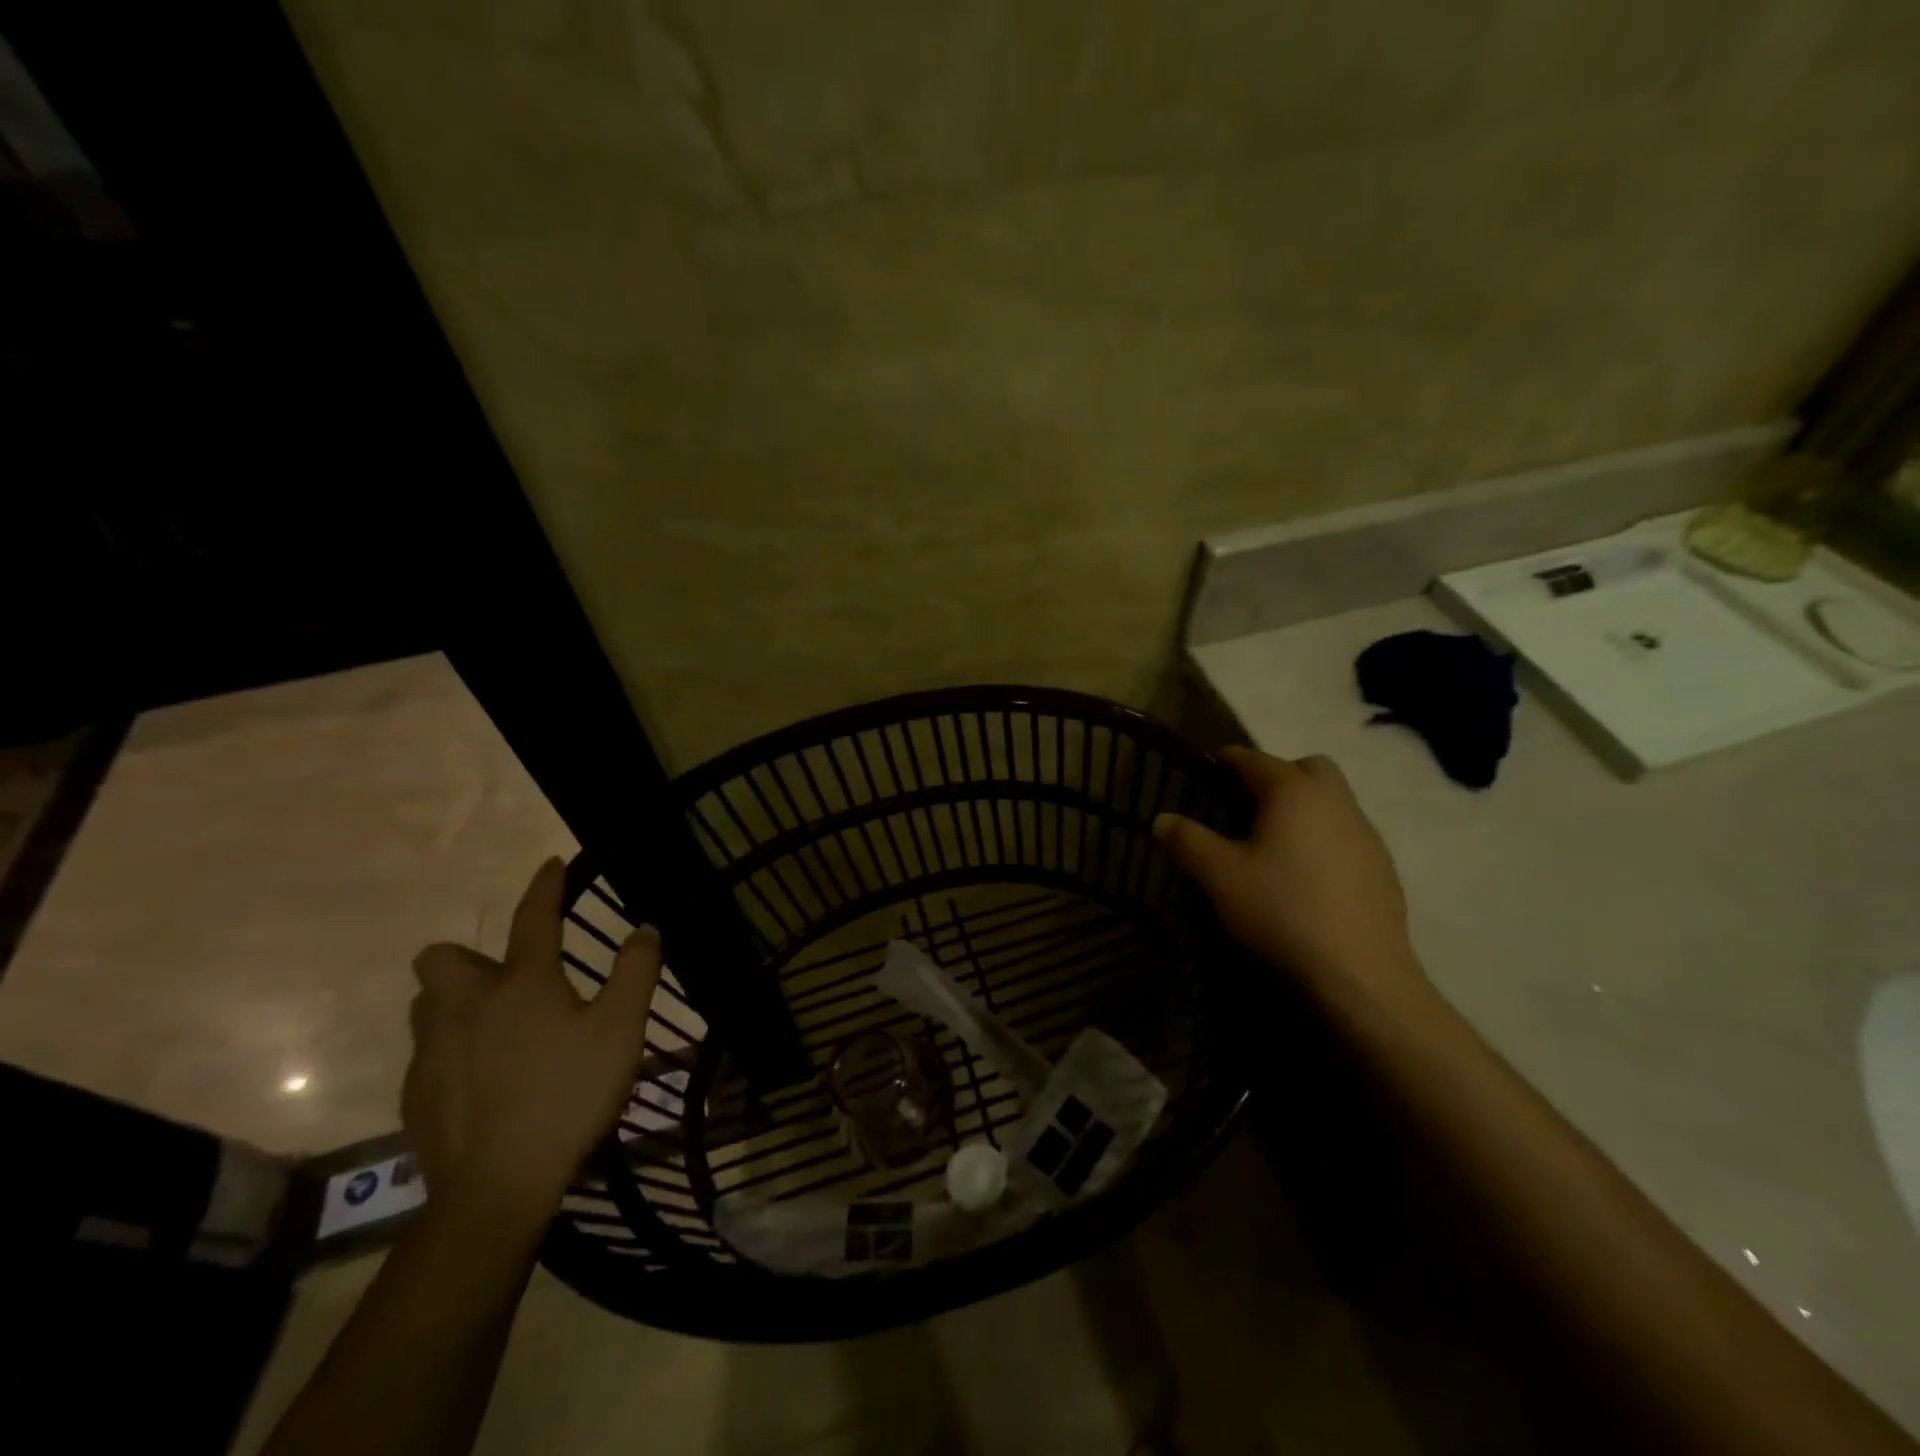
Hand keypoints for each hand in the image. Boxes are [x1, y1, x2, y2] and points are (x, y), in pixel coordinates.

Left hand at [404, 858, 661, 1227]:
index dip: (545, 887)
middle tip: (510, 980)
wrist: (496, 1187)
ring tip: (497, 1026)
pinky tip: (486, 1079)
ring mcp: (433, 1051)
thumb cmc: (567, 1095)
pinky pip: (429, 1051)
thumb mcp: (622, 1030)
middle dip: (470, 958)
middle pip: (443, 959)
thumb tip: (644, 929)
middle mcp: (467, 1005)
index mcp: (521, 983)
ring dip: (457, 1001)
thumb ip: (635, 973)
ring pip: (429, 1005)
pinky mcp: (417, 1093)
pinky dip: (454, 1049)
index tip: (551, 865)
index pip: (533, 918)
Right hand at [1154, 748, 1425, 1012]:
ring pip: (1332, 803)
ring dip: (1303, 810)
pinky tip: (1306, 879)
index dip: (1226, 760)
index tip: (1206, 770)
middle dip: (1277, 777)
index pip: (1254, 759)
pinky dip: (1324, 841)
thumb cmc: (1281, 911)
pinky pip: (1347, 837)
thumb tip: (1162, 819)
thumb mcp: (1219, 876)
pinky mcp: (1384, 870)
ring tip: (1273, 846)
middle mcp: (1336, 802)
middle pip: (1308, 769)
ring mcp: (1367, 836)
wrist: (1360, 975)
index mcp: (1294, 792)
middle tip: (1246, 807)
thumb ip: (1188, 841)